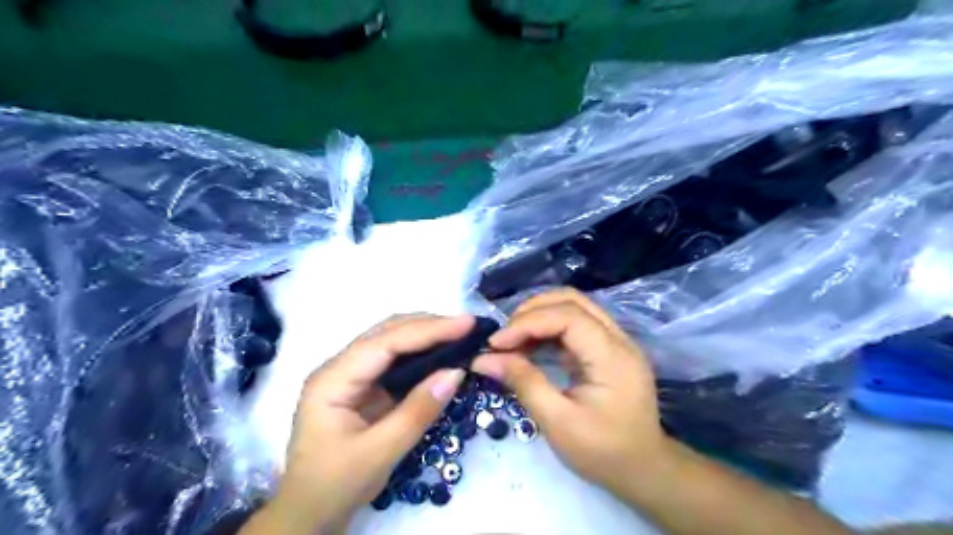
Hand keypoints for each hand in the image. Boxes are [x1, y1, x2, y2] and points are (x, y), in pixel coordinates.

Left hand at [267, 317, 472, 531]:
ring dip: (425, 334)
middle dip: (429, 326)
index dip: (428, 330)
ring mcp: (350, 374)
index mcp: (333, 379)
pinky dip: (420, 352)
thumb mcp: (380, 453)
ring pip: (391, 341)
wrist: (308, 513)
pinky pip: (394, 359)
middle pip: (387, 332)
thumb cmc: (335, 485)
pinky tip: (440, 352)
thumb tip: (456, 372)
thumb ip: (418, 411)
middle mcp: (339, 367)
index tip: (466, 324)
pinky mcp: (362, 385)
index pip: (385, 342)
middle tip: (468, 327)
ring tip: (460, 334)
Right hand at [471, 290, 663, 493]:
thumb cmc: (602, 452)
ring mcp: (615, 341)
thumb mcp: (557, 422)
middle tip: (503, 337)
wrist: (643, 469)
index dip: (528, 322)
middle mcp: (618, 338)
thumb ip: (523, 383)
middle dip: (531, 311)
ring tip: (512, 340)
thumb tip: (483, 359)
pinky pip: (575, 324)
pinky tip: (529, 346)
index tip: (496, 343)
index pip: (567, 316)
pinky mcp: (607, 348)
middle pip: (571, 300)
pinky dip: (548, 328)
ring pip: (573, 307)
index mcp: (612, 356)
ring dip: (538, 317)